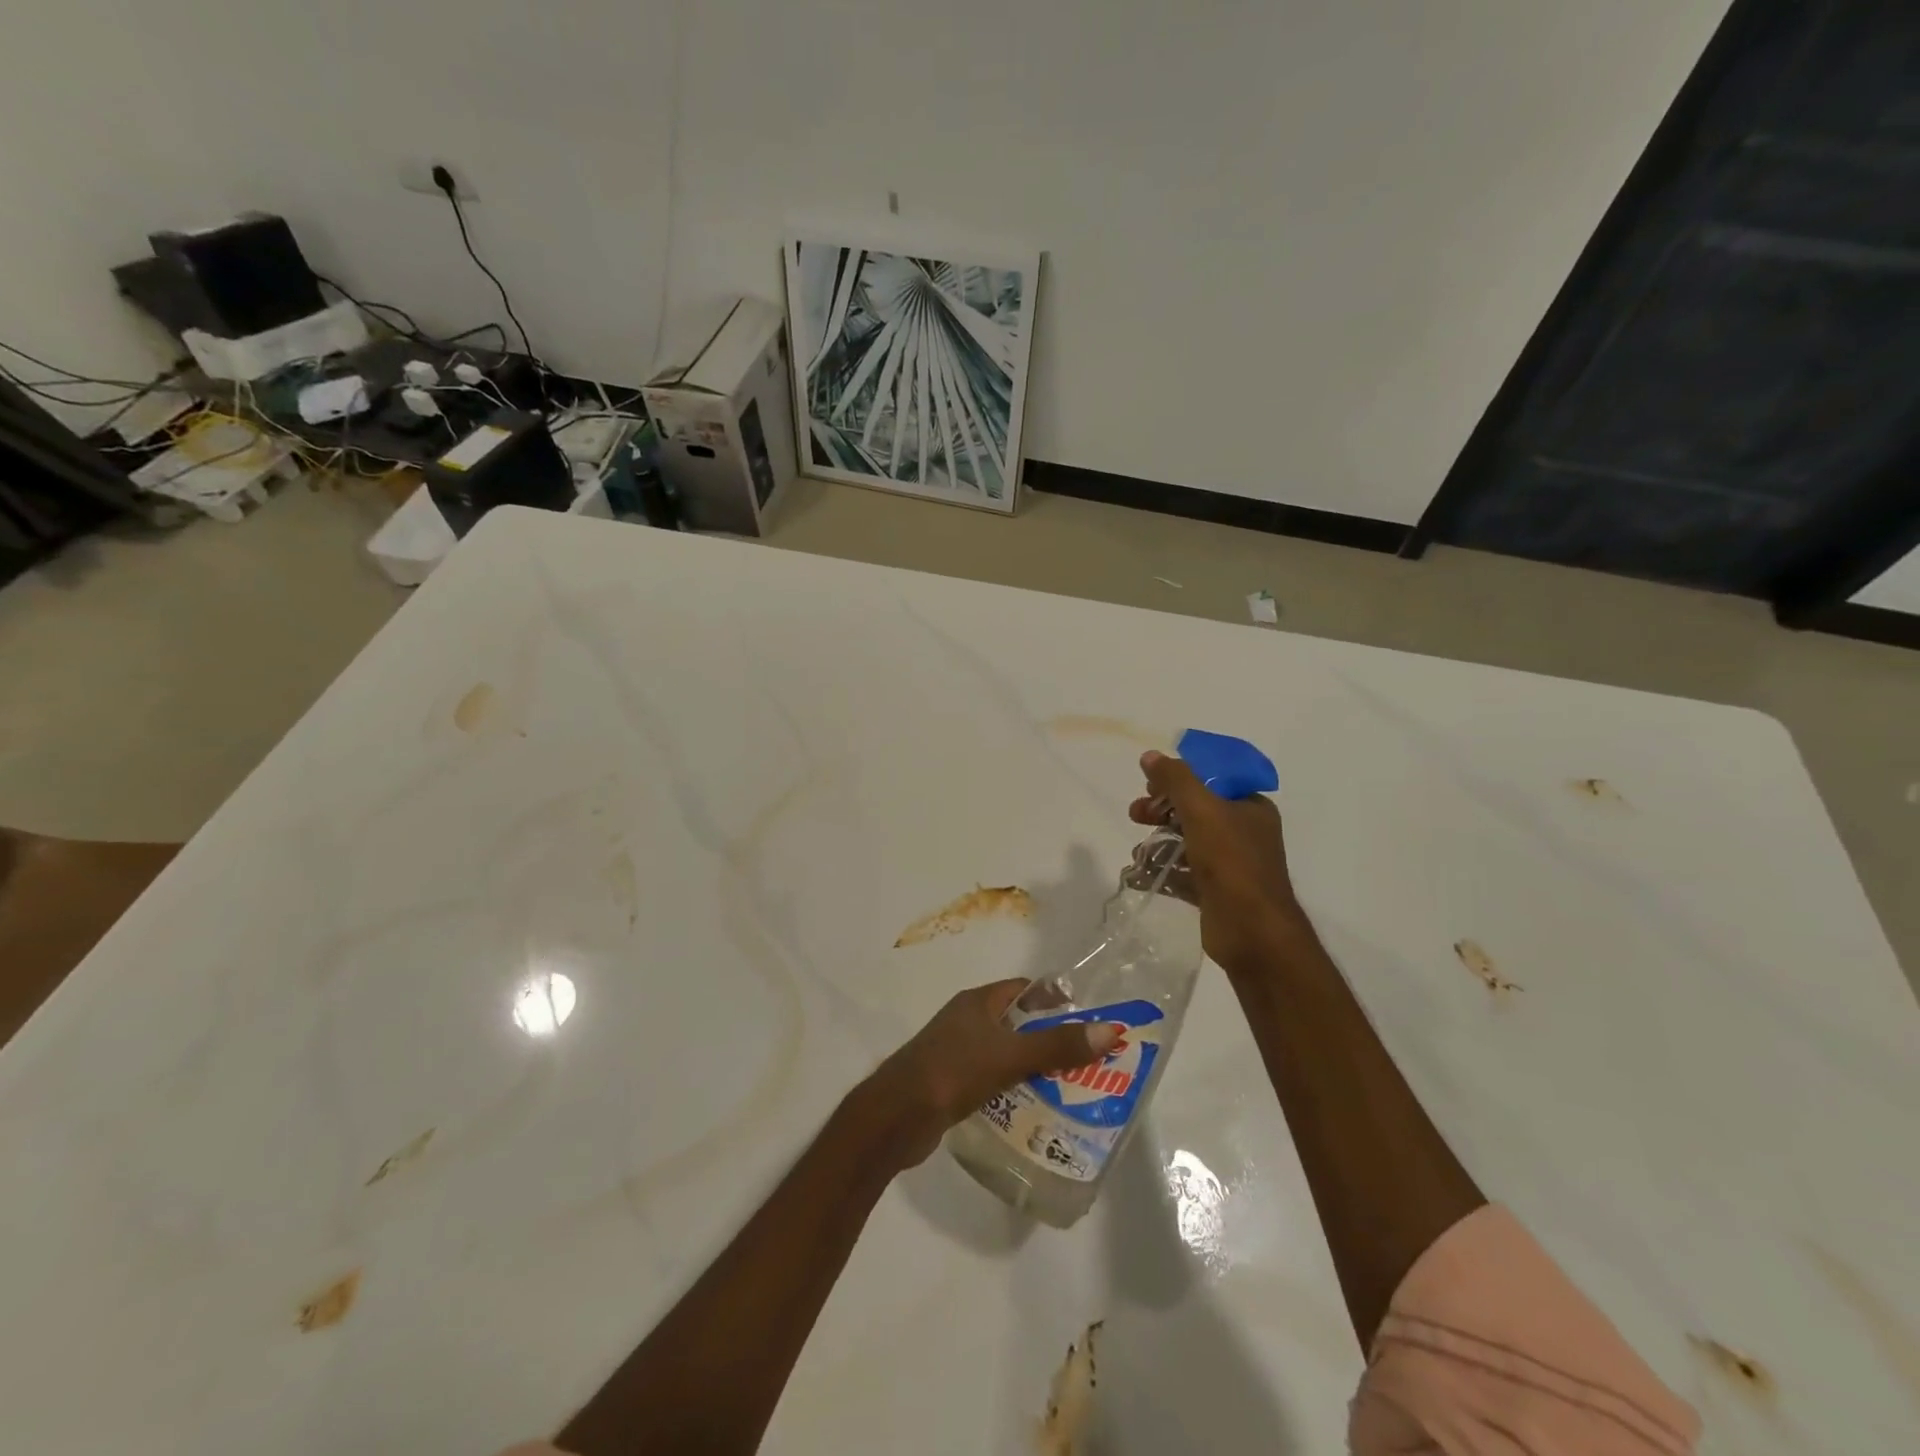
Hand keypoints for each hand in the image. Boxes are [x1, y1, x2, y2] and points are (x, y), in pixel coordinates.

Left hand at [860, 980, 1118, 1167]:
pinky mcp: (952, 1084)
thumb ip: (1057, 1045)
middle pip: (1017, 1022)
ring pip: (1005, 1053)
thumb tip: (1110, 1030)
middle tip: (1088, 1061)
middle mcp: (967, 1021)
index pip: (1024, 990)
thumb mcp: (1010, 1055)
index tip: (1088, 1020)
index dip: (1055, 1000)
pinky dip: (1013, 1088)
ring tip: (1071, 1088)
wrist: (896, 1116)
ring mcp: (957, 1052)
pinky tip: (1034, 1109)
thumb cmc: (953, 1071)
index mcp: (978, 1002)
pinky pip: (992, 1079)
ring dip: (1033, 1066)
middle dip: (1049, 1038)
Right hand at [1129, 749, 1305, 975]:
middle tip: (1135, 814)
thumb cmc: (1232, 862)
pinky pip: (1184, 874)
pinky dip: (1162, 872)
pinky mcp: (1216, 892)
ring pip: (1187, 843)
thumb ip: (1175, 780)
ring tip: (1137, 853)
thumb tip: (1150, 756)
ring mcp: (1231, 865)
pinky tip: (1139, 875)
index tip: (1150, 784)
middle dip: (1161, 811)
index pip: (1211, 780)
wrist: (1253, 931)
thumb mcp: (1202, 809)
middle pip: (1195, 810)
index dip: (1179, 778)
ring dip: (1158, 843)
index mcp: (1250, 807)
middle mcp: (1244, 832)